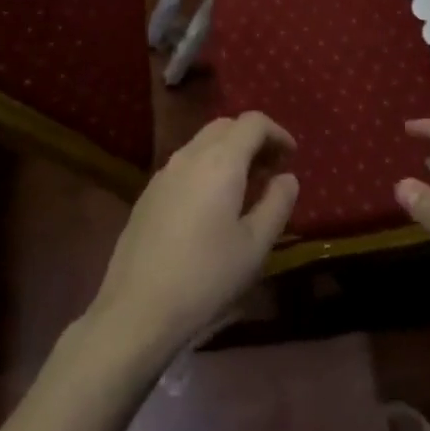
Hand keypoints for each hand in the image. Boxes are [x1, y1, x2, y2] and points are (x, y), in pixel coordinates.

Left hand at [86, 112, 298, 366]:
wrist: (137, 309)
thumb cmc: (206, 277)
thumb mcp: (255, 245)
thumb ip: (277, 203)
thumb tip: (287, 177)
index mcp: (220, 161)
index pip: (253, 122)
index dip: (277, 132)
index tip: (291, 156)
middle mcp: (190, 155)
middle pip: (226, 126)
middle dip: (253, 139)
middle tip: (271, 169)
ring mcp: (164, 172)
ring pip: (202, 143)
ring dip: (228, 152)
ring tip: (245, 187)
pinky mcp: (148, 193)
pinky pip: (185, 164)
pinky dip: (207, 167)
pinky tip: (211, 204)